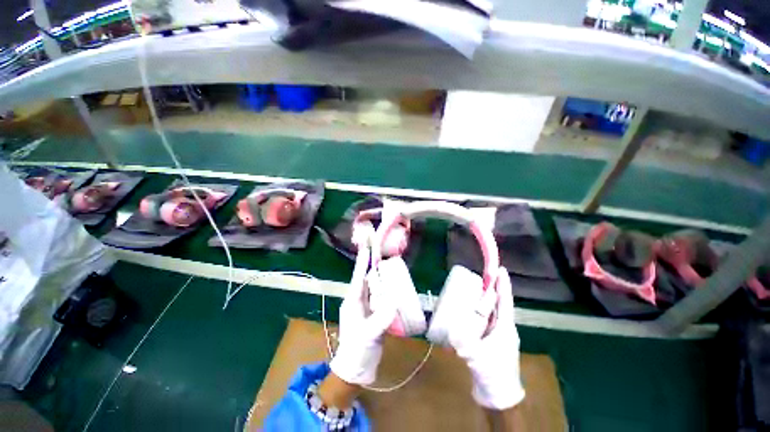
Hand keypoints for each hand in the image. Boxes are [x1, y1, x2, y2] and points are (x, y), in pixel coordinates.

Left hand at [330, 263, 396, 385]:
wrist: (356, 368)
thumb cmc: (357, 350)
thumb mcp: (368, 335)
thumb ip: (381, 319)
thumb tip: (394, 303)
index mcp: (353, 302)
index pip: (358, 278)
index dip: (362, 263)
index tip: (366, 249)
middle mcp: (358, 301)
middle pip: (366, 280)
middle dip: (373, 267)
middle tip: (383, 256)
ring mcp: (365, 307)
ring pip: (373, 288)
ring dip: (380, 278)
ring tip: (389, 268)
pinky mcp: (373, 314)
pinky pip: (379, 297)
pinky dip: (386, 291)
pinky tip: (393, 288)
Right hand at [450, 268, 524, 409]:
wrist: (498, 397)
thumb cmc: (493, 374)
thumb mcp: (479, 358)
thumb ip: (465, 344)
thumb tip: (451, 330)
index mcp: (505, 328)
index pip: (505, 301)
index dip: (503, 285)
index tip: (501, 269)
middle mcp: (503, 328)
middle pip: (498, 303)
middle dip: (492, 288)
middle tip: (481, 275)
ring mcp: (496, 334)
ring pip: (491, 311)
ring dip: (485, 299)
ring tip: (474, 288)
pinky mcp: (489, 340)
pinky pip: (484, 320)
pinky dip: (478, 312)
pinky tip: (468, 310)